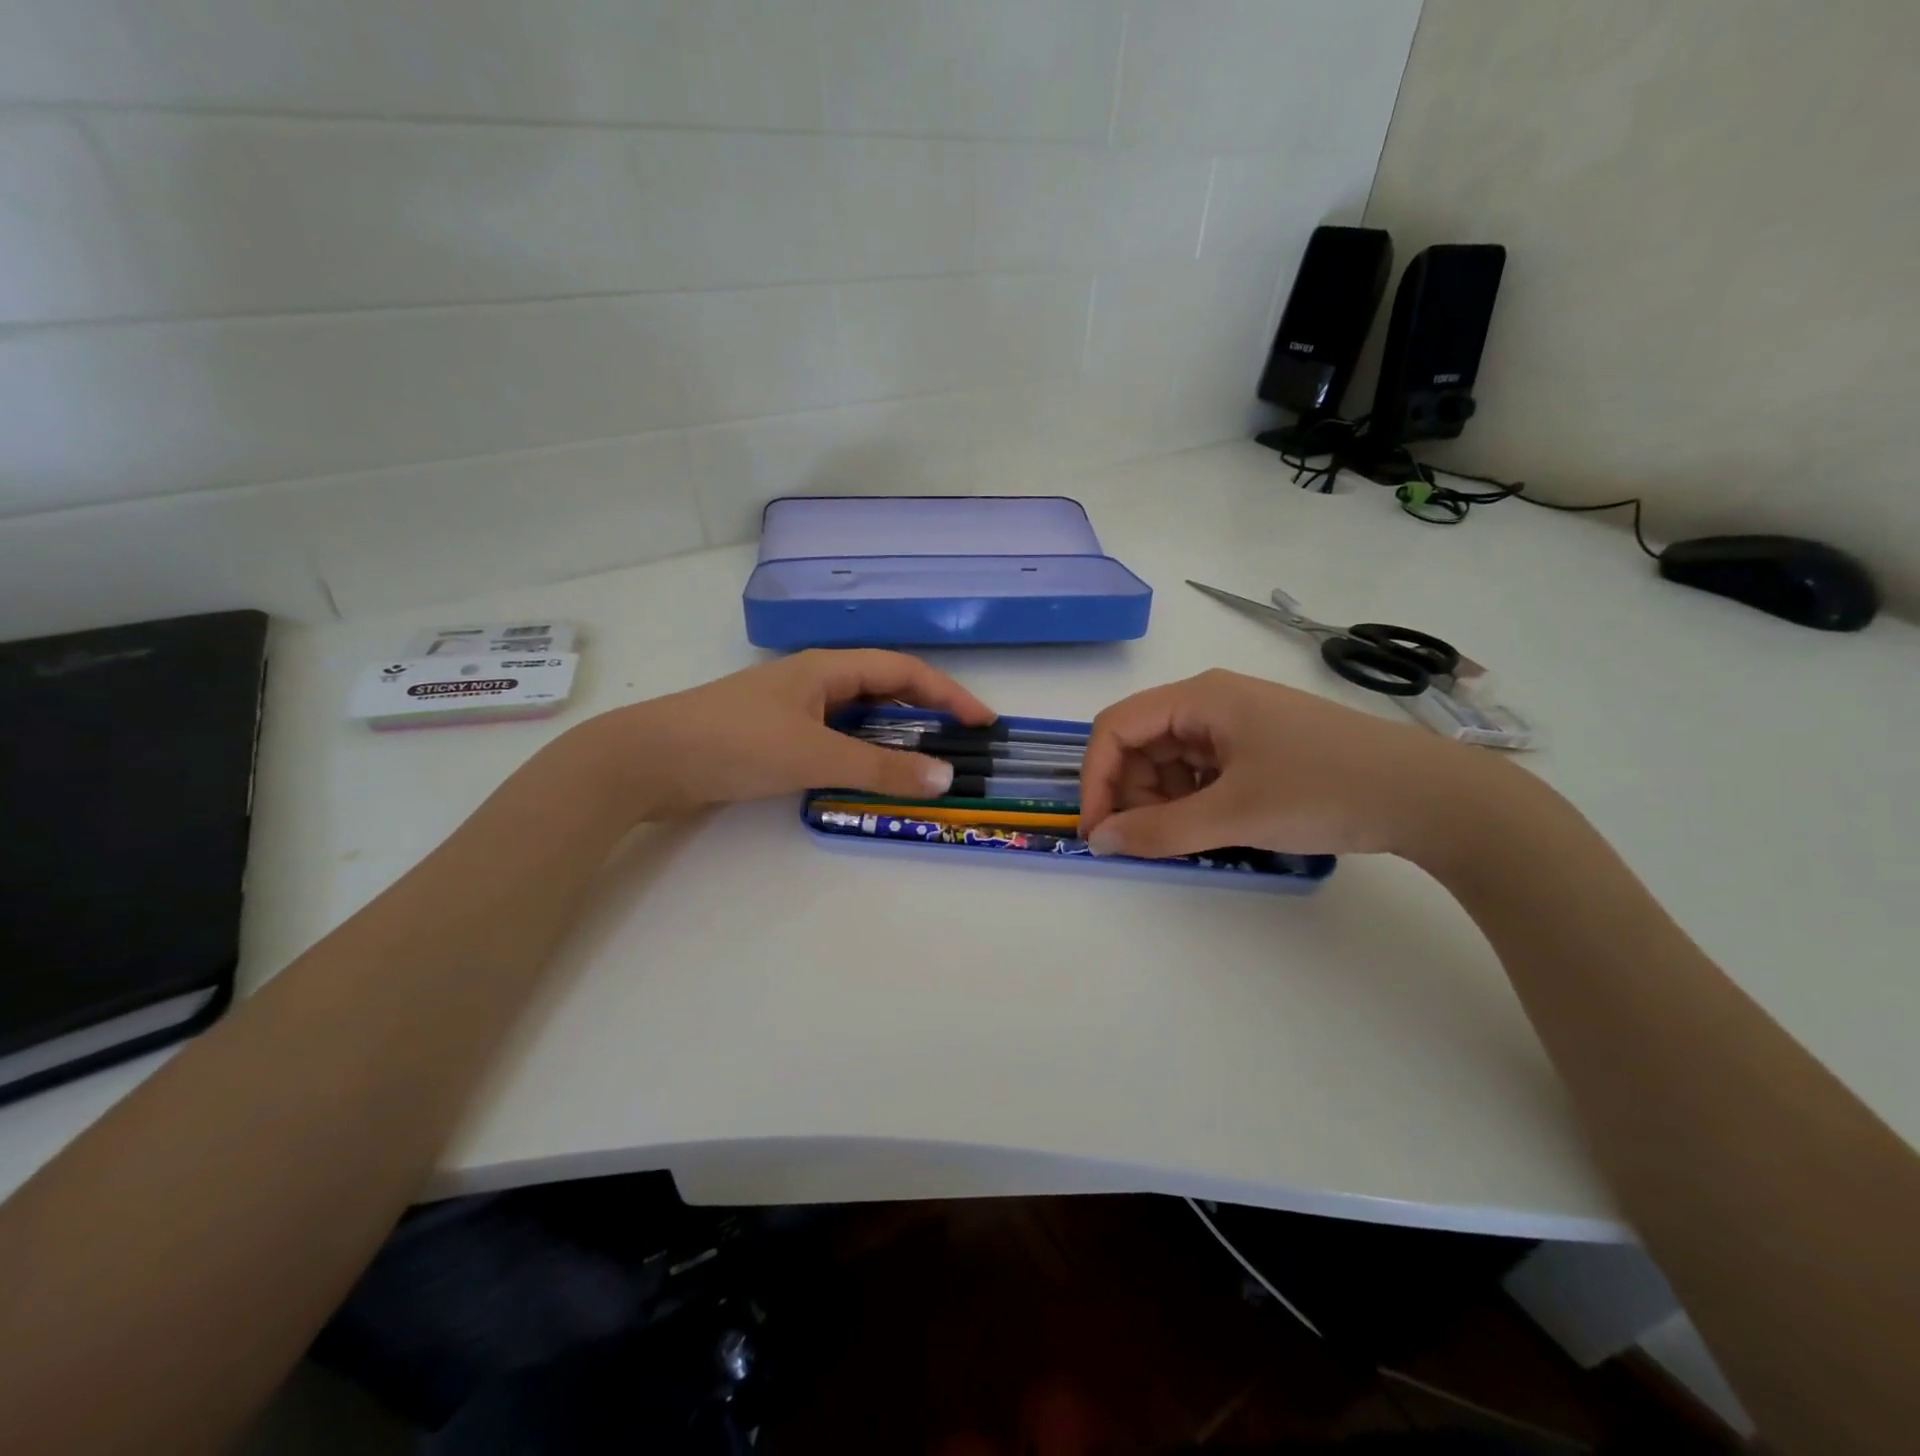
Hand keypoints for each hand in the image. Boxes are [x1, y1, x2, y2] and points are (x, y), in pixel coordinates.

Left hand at [567, 649, 992, 819]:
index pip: (903, 672)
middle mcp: (814, 681)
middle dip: (925, 713)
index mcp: (827, 668)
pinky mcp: (774, 736)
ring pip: (858, 717)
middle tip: (959, 743)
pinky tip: (867, 777)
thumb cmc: (735, 743)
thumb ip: (879, 769)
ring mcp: (792, 708)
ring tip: (923, 764)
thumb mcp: (814, 755)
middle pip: (884, 689)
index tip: (983, 721)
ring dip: (893, 737)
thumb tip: (944, 779)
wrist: (648, 758)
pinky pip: (834, 739)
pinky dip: (861, 754)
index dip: (947, 693)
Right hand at [1078, 668, 1498, 860]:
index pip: (1115, 727)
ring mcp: (1237, 722)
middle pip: (1140, 743)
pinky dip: (1192, 800)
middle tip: (1147, 842)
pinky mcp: (1258, 745)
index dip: (1096, 778)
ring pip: (1170, 759)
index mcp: (1199, 698)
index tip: (1097, 832)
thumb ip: (1159, 831)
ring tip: (1188, 838)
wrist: (1430, 795)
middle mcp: (1211, 701)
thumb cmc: (1325, 790)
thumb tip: (1098, 841)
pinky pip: (1202, 770)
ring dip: (1162, 800)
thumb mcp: (1234, 815)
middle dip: (1131, 792)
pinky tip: (1215, 827)